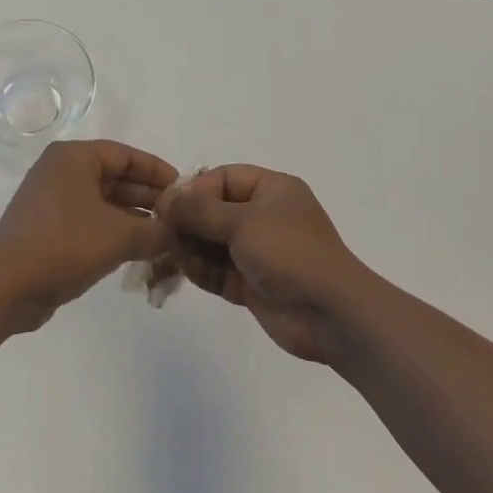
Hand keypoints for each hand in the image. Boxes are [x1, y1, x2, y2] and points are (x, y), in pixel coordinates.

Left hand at [0, 140, 177, 331]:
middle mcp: (60, 172)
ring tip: (166, 237)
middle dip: (148, 198)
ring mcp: (51, 202)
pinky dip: (114, 232)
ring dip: (134, 218)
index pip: (124, 154)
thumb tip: (178, 233)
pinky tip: (139, 251)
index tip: (184, 189)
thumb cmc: (65, 244)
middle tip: (180, 218)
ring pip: (103, 203)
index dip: (157, 171)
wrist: (7, 286)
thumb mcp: (119, 235)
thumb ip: (156, 230)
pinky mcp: (48, 230)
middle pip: (114, 178)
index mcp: (73, 158)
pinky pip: (90, 222)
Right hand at [157, 166, 371, 363]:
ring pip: (213, 242)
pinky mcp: (252, 283)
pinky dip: (201, 270)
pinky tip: (185, 270)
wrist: (330, 314)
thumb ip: (199, 210)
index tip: (169, 205)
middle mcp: (265, 216)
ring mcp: (258, 251)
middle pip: (215, 211)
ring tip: (171, 253)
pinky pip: (218, 270)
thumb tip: (166, 200)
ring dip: (191, 247)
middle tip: (162, 231)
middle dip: (189, 221)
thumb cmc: (289, 252)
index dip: (195, 189)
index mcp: (272, 190)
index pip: (224, 178)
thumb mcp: (242, 222)